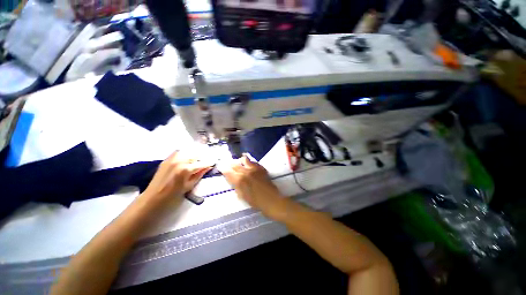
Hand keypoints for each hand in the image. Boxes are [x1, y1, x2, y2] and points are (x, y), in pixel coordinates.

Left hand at [143, 151, 211, 206]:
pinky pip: (180, 152)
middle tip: (207, 160)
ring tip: (198, 159)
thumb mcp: (190, 185)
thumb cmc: (173, 194)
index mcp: (186, 169)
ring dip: (195, 154)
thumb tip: (209, 167)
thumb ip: (200, 174)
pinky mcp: (167, 158)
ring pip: (189, 151)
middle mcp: (180, 161)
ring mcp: (172, 158)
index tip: (215, 161)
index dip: (210, 162)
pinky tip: (188, 157)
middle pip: (196, 155)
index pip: (203, 163)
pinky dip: (186, 153)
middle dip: (203, 157)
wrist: (153, 197)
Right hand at [218, 156, 287, 219]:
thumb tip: (232, 179)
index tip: (221, 167)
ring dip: (241, 160)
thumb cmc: (255, 201)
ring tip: (240, 161)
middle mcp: (246, 172)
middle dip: (231, 163)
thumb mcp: (242, 196)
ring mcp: (255, 169)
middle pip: (235, 164)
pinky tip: (250, 164)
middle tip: (228, 163)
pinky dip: (250, 162)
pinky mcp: (261, 168)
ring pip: (245, 159)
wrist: (271, 200)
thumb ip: (236, 186)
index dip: (224, 169)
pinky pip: (254, 162)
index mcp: (239, 180)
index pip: (228, 172)